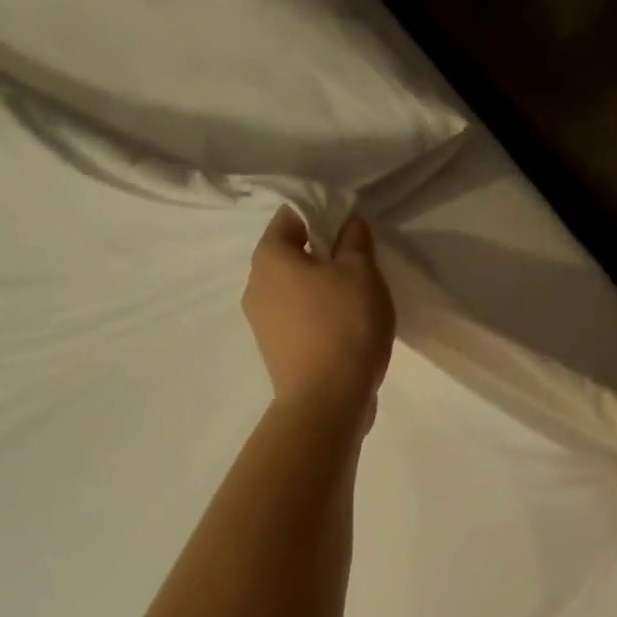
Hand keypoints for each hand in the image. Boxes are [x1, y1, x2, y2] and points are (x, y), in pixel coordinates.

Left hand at [243, 207, 395, 427]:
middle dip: (323, 255)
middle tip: (359, 265)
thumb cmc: (344, 324)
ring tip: (356, 301)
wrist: (327, 401)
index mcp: (270, 257)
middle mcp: (255, 285)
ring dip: (321, 289)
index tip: (351, 229)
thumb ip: (355, 240)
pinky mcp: (275, 351)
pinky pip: (297, 320)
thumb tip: (348, 223)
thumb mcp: (361, 272)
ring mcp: (261, 323)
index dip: (322, 215)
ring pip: (294, 290)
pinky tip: (345, 330)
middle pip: (290, 255)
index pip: (291, 217)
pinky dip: (318, 317)